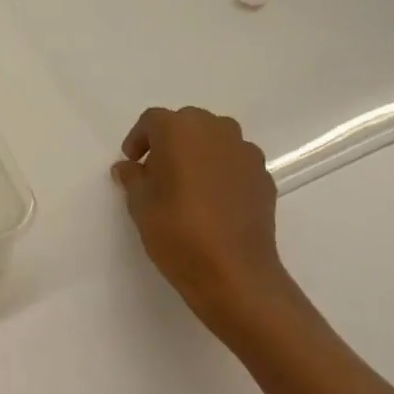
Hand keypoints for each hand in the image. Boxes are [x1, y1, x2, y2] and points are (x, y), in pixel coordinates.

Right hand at [111, 106, 306, 342]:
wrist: (234, 273)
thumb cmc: (177, 231)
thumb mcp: (139, 204)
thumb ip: (132, 177)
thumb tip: (130, 167)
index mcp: (179, 130)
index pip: (152, 120)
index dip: (138, 139)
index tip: (132, 163)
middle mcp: (216, 131)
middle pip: (187, 123)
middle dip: (170, 141)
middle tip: (157, 171)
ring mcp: (245, 153)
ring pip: (215, 140)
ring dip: (198, 153)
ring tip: (187, 184)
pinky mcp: (264, 177)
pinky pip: (235, 163)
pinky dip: (221, 171)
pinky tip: (213, 201)